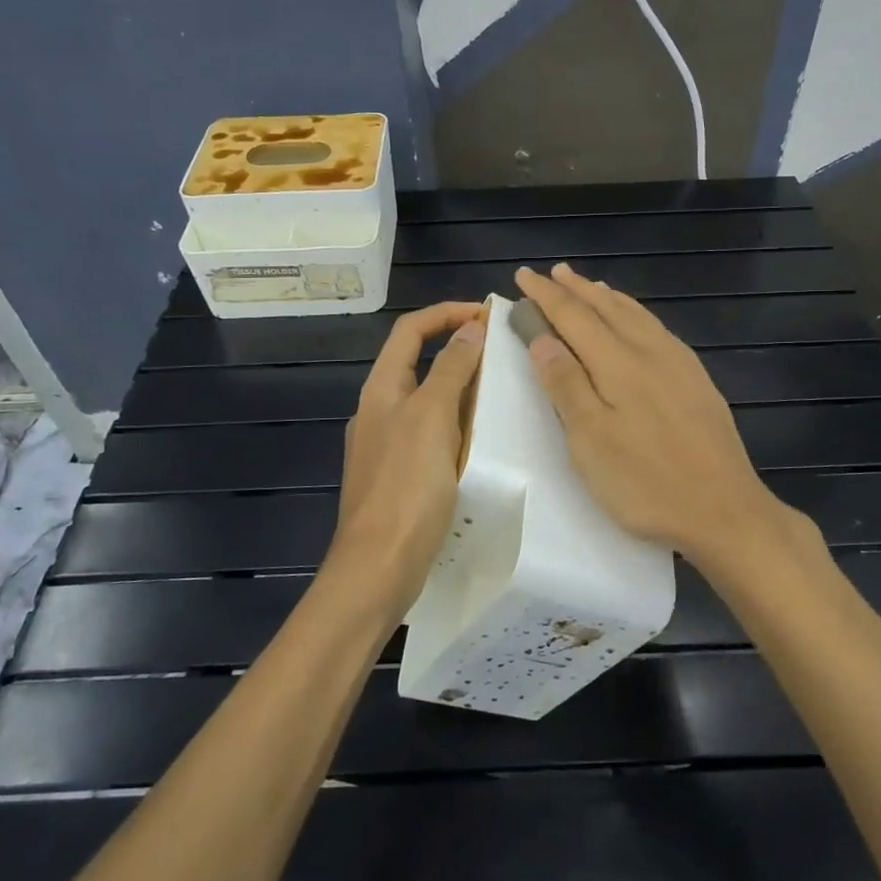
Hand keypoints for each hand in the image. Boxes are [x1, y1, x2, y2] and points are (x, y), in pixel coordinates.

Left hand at [326, 301, 485, 615]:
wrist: (378, 567)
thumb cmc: (406, 487)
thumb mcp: (432, 418)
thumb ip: (451, 370)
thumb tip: (471, 328)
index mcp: (381, 389)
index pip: (410, 330)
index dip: (446, 313)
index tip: (487, 314)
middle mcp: (380, 411)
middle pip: (419, 362)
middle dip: (458, 349)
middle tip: (503, 352)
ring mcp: (387, 445)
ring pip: (428, 400)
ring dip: (461, 388)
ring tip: (501, 390)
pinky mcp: (400, 476)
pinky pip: (432, 435)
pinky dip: (458, 425)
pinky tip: (482, 439)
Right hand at [514, 264, 796, 575]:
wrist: (725, 510)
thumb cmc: (646, 482)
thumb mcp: (591, 440)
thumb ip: (566, 384)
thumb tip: (542, 337)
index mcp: (618, 363)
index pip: (574, 316)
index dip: (546, 296)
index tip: (524, 276)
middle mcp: (650, 351)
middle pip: (607, 308)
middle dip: (576, 289)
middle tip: (552, 273)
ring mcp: (679, 364)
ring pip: (636, 315)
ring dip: (607, 297)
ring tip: (590, 286)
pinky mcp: (697, 380)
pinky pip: (657, 328)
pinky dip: (635, 314)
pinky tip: (637, 322)